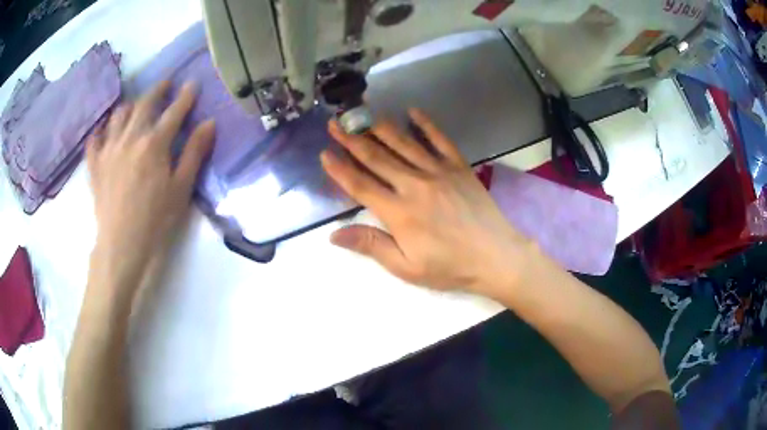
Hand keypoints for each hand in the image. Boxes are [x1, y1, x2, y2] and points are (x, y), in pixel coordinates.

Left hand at [86, 81, 214, 289]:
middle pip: (144, 104)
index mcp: (154, 143)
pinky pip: (95, 139)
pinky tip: (104, 131)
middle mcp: (129, 138)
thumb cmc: (156, 220)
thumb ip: (194, 153)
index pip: (174, 111)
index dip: (185, 96)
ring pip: (118, 116)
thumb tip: (209, 123)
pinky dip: (100, 131)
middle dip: (157, 90)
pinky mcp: (95, 165)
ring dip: (130, 106)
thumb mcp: (181, 188)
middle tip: (165, 85)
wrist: (122, 246)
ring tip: (136, 107)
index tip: (192, 84)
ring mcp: (109, 149)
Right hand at [321, 109, 536, 296]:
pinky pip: (439, 139)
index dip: (339, 169)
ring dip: (380, 127)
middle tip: (335, 124)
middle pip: (376, 158)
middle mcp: (414, 184)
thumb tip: (334, 234)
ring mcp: (438, 171)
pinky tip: (412, 111)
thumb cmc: (450, 267)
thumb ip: (371, 246)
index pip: (360, 185)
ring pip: (403, 143)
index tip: (324, 153)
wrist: (495, 256)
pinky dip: (425, 124)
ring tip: (363, 114)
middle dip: (352, 140)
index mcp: (398, 212)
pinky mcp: (458, 166)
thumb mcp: (407, 267)